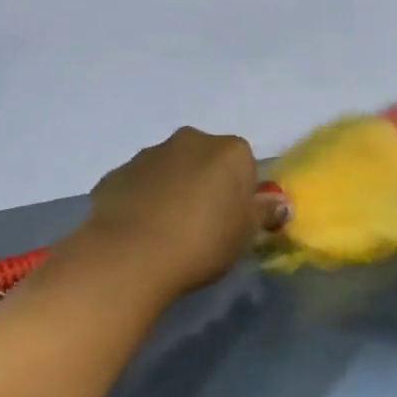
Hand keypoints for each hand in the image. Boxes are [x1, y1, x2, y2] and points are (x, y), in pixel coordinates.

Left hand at [70, 128, 274, 300]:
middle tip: (203, 224)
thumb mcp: (245, 234)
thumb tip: (281, 204)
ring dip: (173, 189)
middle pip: (206, 160)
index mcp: (230, 151)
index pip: (245, 165)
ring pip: (170, 169)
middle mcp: (190, 141)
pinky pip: (139, 184)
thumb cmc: (202, 241)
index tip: (233, 220)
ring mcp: (148, 154)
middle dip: (206, 184)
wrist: (129, 255)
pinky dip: (143, 200)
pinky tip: (141, 231)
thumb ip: (264, 213)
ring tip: (168, 231)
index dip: (241, 193)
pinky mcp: (115, 174)